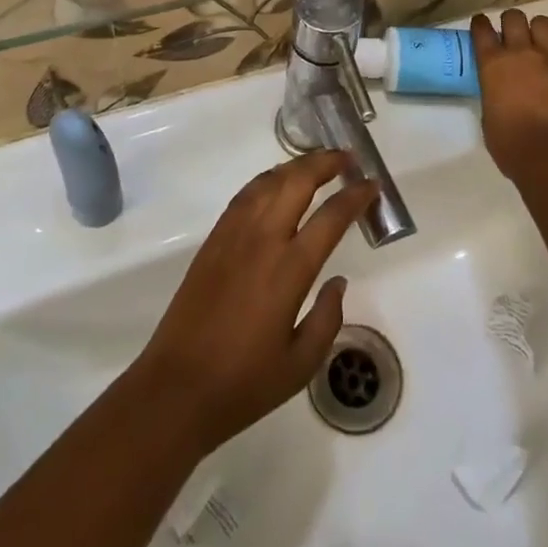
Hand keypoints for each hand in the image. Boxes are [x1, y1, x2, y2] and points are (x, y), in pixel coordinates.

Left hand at [131, 151, 376, 454]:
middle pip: (297, 181)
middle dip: (325, 163)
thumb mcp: (300, 365)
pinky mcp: (214, 238)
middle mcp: (262, 239)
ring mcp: (234, 234)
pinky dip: (268, 179)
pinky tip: (277, 182)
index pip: (330, 217)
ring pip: (269, 180)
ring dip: (296, 165)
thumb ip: (327, 319)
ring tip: (317, 163)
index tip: (371, 184)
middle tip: (347, 158)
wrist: (176, 388)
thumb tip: (338, 281)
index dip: (355, 196)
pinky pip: (246, 194)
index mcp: (289, 270)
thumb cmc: (243, 383)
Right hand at [471, 8, 547, 179]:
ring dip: (540, 31)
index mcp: (493, 64)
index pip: (482, 29)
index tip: (482, 26)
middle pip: (514, 17)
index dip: (481, 24)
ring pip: (544, 23)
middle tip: (513, 36)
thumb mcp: (488, 116)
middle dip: (512, 22)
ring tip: (541, 45)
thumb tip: (500, 92)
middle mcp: (521, 53)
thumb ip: (493, 94)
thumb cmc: (511, 145)